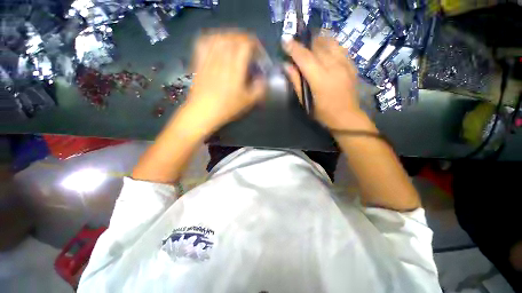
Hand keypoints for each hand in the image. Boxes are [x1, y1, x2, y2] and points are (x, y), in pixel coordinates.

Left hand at [181, 31, 265, 134]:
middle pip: (234, 37)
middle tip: (250, 49)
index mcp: (235, 67)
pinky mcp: (199, 61)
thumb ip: (259, 89)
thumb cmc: (227, 107)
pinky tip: (217, 43)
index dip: (255, 45)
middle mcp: (222, 58)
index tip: (258, 54)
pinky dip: (212, 38)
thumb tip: (263, 79)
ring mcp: (209, 58)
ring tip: (236, 44)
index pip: (246, 44)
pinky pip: (204, 41)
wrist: (203, 111)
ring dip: (230, 36)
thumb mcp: (248, 102)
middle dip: (245, 40)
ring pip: (220, 36)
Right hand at [283, 36, 361, 129]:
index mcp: (320, 79)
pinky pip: (340, 47)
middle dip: (305, 43)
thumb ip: (296, 82)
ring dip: (318, 40)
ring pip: (330, 42)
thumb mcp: (305, 101)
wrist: (346, 116)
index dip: (294, 48)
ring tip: (311, 45)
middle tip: (297, 47)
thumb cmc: (322, 113)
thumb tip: (286, 66)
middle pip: (317, 46)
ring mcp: (345, 64)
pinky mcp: (352, 64)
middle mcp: (334, 67)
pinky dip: (330, 44)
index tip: (285, 40)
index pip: (305, 58)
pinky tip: (325, 49)